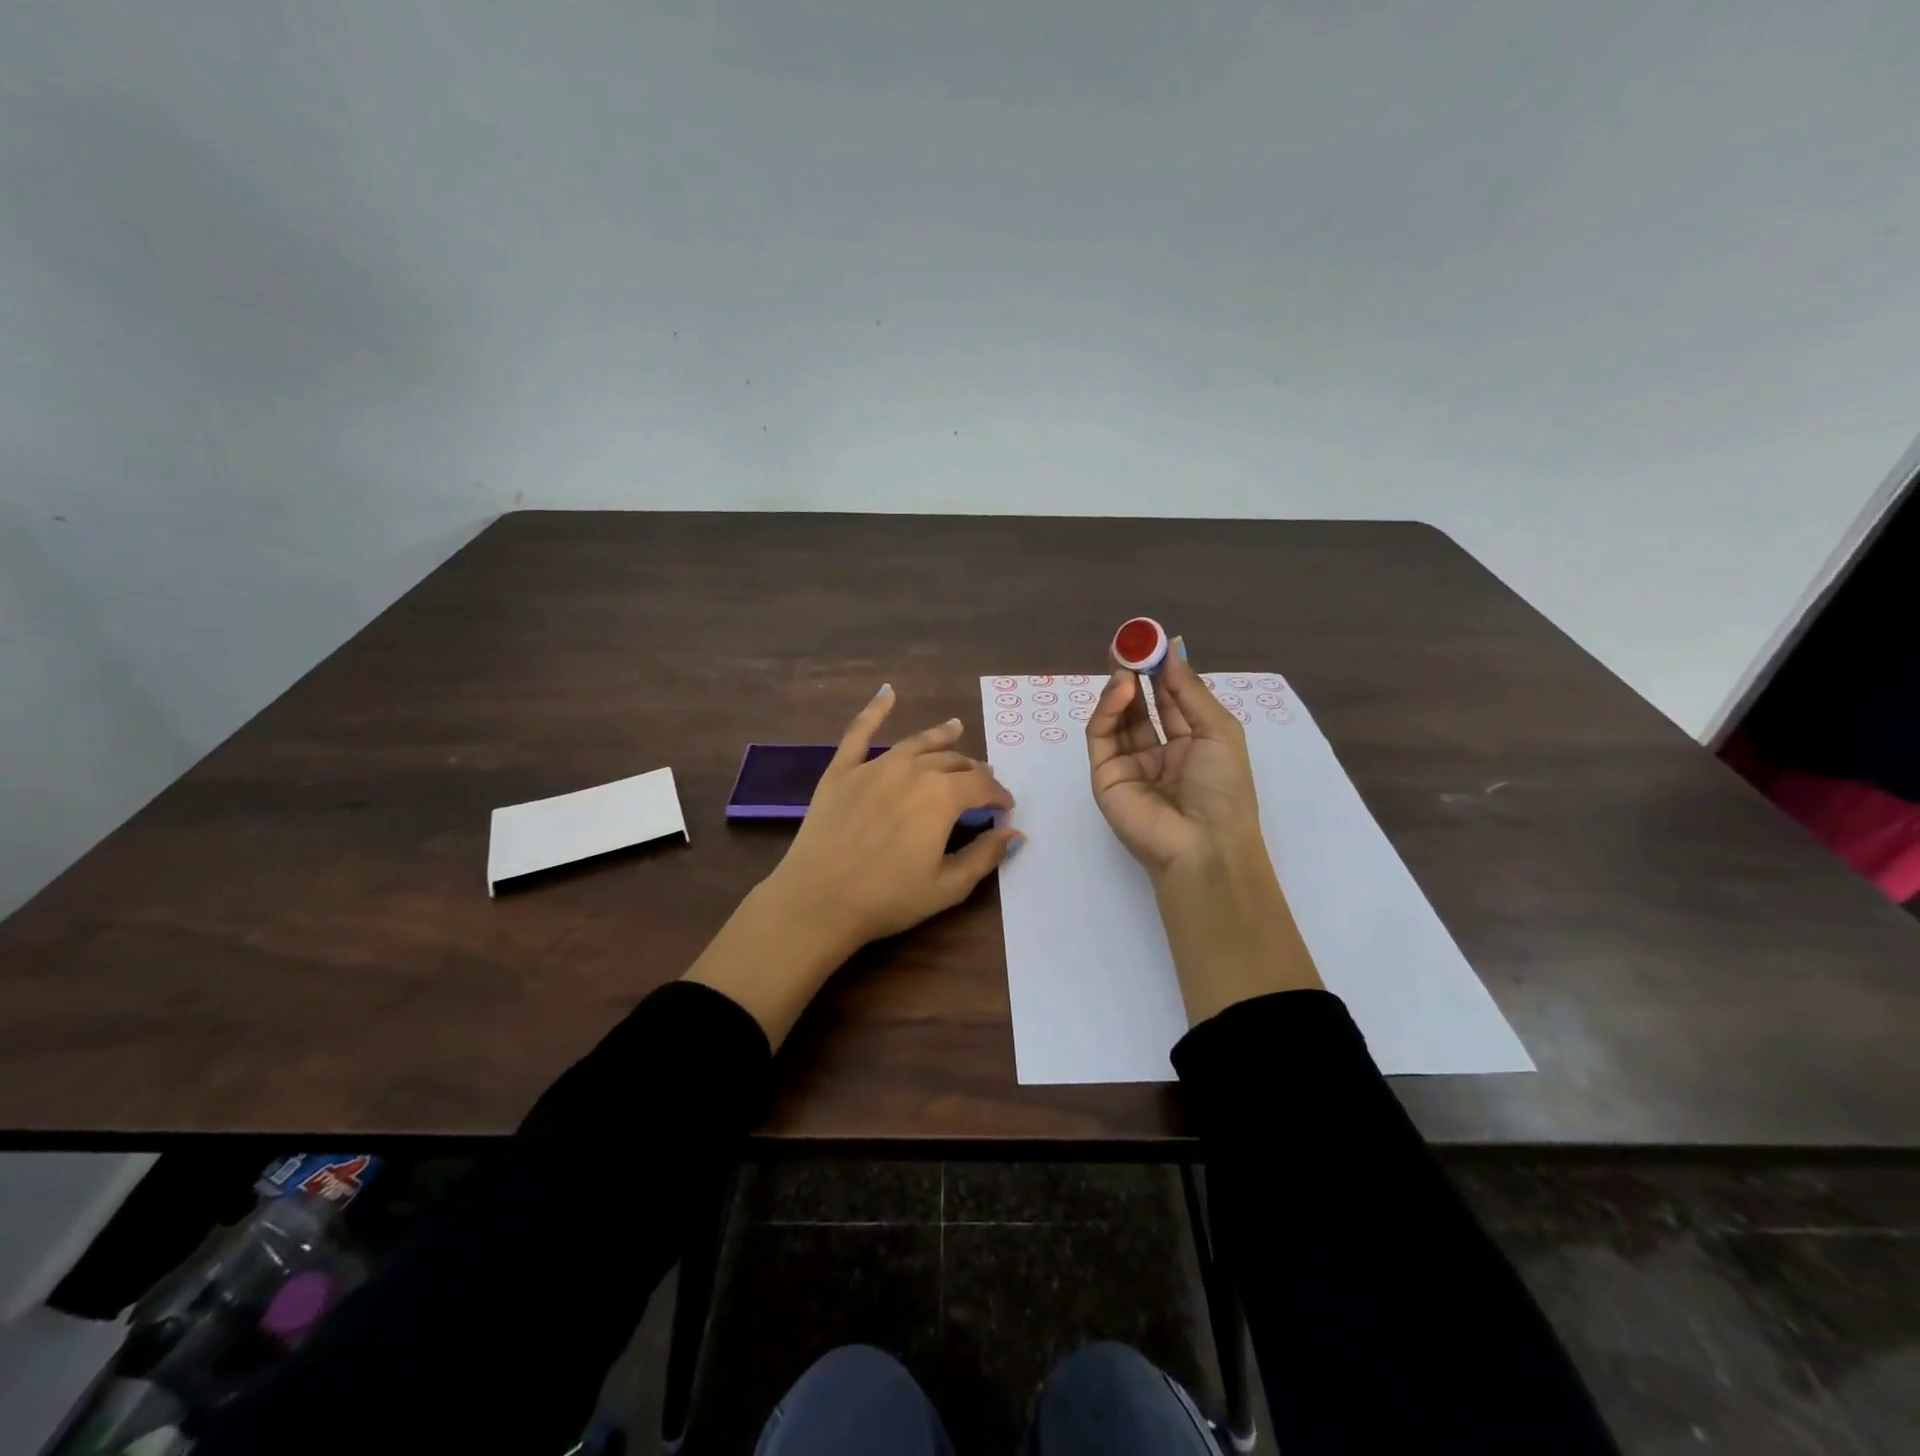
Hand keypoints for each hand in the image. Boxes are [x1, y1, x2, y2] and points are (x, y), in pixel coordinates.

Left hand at [685, 686, 1019, 1045]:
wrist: (818, 901)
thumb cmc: (887, 899)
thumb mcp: (947, 887)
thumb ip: (985, 855)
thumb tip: (1015, 833)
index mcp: (942, 796)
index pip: (981, 785)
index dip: (998, 794)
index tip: (1005, 806)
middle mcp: (912, 770)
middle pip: (952, 762)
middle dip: (973, 771)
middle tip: (981, 782)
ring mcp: (874, 766)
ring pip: (916, 744)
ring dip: (940, 738)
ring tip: (956, 728)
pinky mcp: (842, 770)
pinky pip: (859, 732)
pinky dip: (875, 710)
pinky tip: (887, 693)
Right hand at [1087, 639, 1322, 1019]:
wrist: (1203, 845)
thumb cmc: (1223, 789)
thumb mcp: (1218, 730)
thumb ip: (1188, 689)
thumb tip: (1173, 647)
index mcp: (1190, 744)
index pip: (1170, 699)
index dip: (1162, 670)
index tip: (1154, 641)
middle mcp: (1158, 752)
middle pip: (1140, 705)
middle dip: (1135, 673)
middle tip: (1129, 643)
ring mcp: (1129, 764)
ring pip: (1117, 718)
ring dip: (1121, 688)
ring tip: (1126, 664)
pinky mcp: (1105, 775)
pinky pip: (1101, 736)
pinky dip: (1107, 709)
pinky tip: (1121, 689)